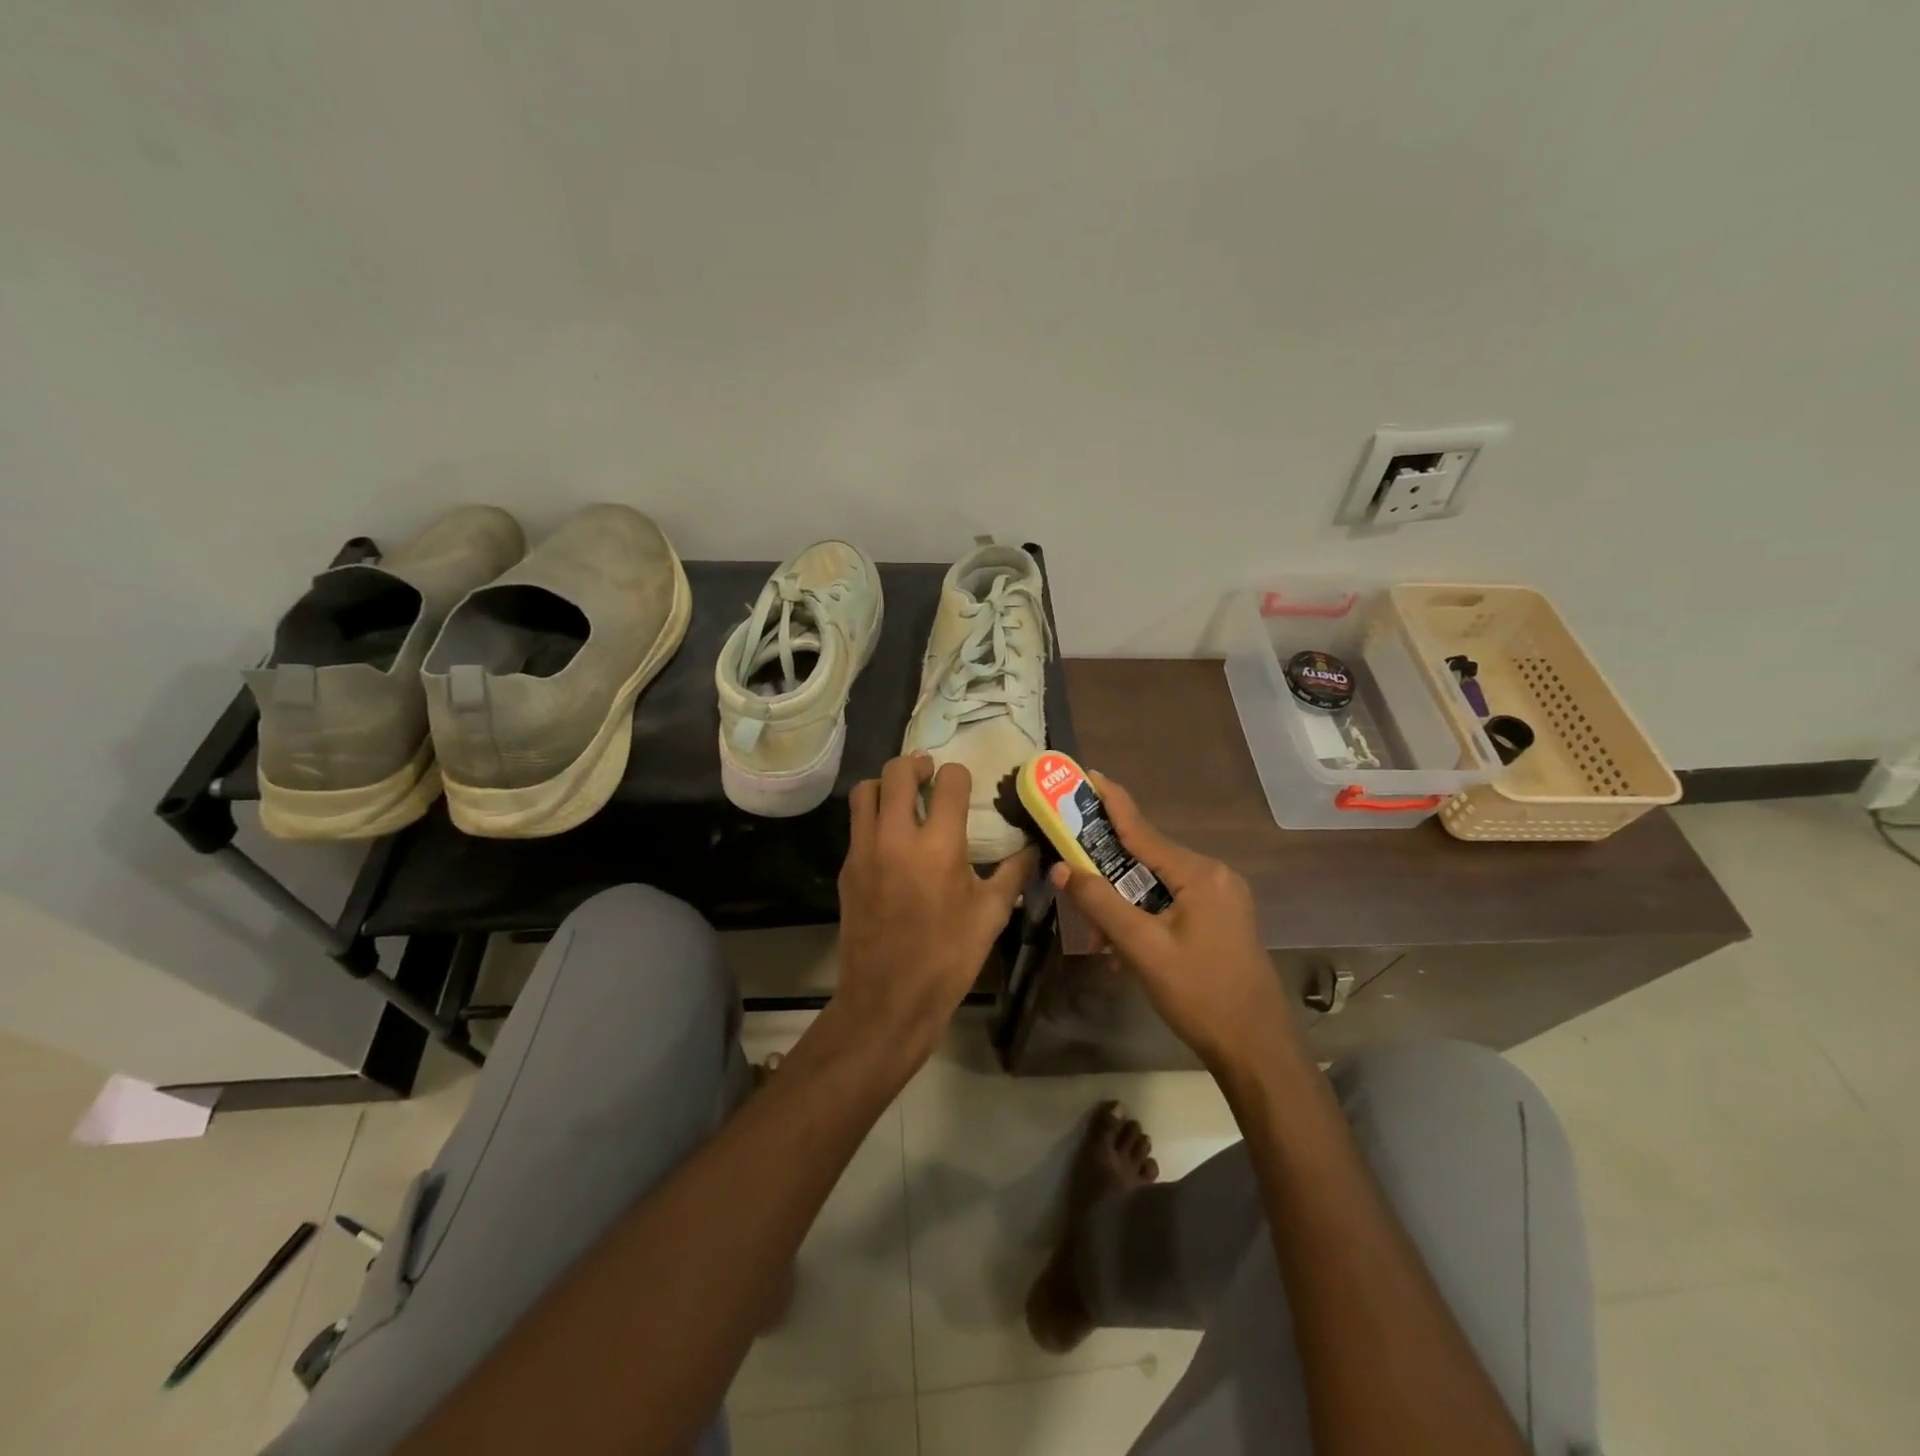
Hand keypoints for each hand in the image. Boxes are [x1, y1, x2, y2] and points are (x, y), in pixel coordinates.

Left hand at [836, 754, 1037, 1062]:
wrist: (889, 998)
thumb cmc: (949, 957)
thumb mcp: (991, 914)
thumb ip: (1014, 872)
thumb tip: (1033, 848)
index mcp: (939, 845)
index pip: (949, 782)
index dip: (959, 775)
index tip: (964, 784)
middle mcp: (897, 837)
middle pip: (897, 772)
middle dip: (917, 765)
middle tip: (929, 774)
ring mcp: (865, 850)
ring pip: (866, 791)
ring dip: (885, 784)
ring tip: (903, 797)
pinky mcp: (847, 868)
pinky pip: (857, 825)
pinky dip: (873, 816)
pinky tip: (891, 838)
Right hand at [1049, 772, 1300, 1071]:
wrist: (1258, 1050)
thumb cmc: (1201, 995)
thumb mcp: (1143, 948)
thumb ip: (1100, 904)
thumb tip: (1061, 868)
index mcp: (1200, 874)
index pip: (1143, 830)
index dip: (1111, 802)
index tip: (1088, 774)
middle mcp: (1214, 876)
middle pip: (1147, 860)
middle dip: (1107, 876)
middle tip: (1070, 876)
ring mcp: (1220, 899)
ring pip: (1156, 888)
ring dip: (1123, 908)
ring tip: (1098, 942)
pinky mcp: (1220, 921)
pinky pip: (1171, 905)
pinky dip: (1143, 920)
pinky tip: (1124, 951)